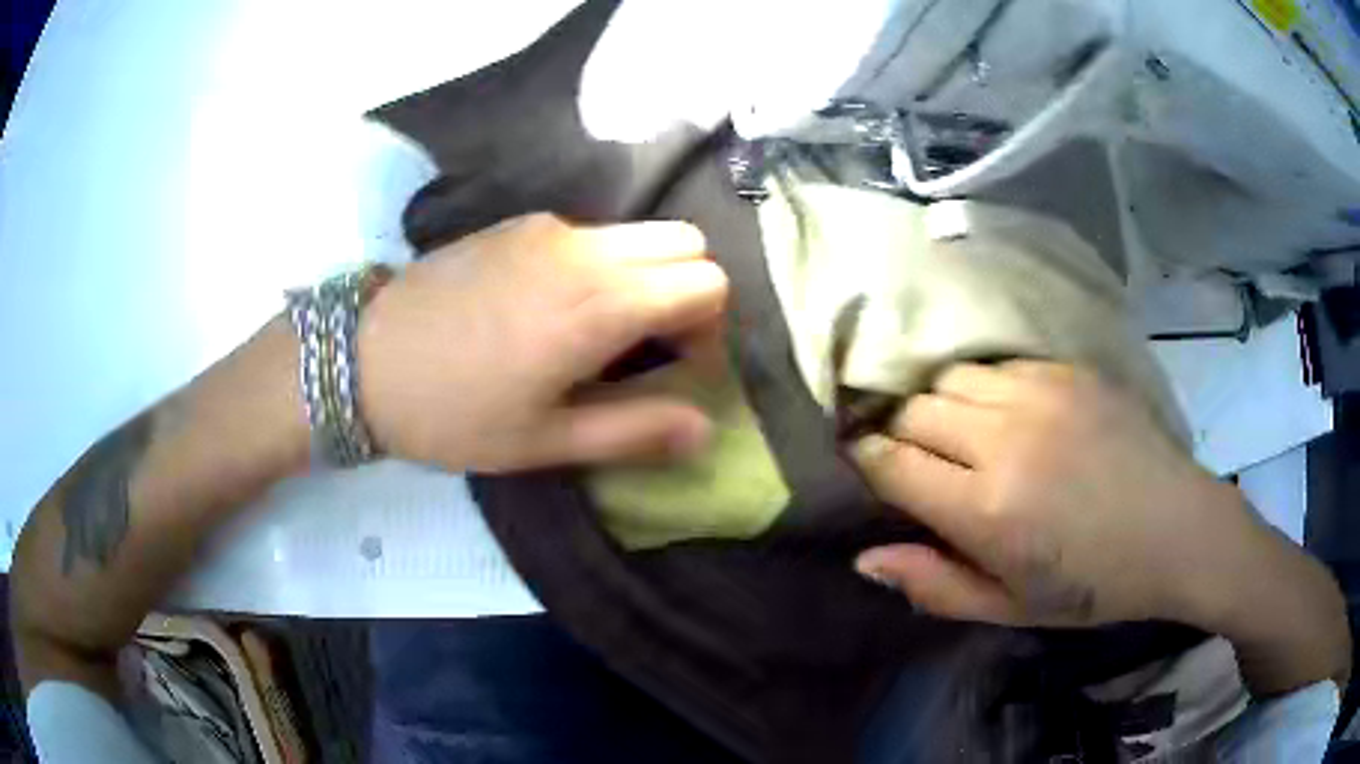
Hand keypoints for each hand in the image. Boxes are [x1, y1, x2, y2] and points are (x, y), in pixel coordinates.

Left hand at [357, 214, 728, 472]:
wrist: (363, 359)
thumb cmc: (453, 413)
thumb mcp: (543, 441)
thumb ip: (633, 431)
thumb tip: (704, 430)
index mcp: (599, 304)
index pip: (707, 282)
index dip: (709, 329)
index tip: (678, 369)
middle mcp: (584, 249)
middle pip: (686, 243)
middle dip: (689, 292)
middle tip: (651, 346)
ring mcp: (548, 228)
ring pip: (638, 233)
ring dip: (646, 276)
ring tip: (600, 331)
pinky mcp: (518, 224)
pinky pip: (591, 233)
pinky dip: (603, 263)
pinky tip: (552, 307)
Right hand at [850, 361, 1251, 627]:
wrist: (1177, 529)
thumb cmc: (1094, 585)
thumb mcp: (1010, 607)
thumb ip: (934, 585)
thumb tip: (865, 559)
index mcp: (985, 509)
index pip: (890, 463)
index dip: (866, 460)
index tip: (863, 464)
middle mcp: (1002, 438)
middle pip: (912, 409)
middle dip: (897, 431)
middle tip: (912, 457)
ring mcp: (1039, 393)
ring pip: (949, 377)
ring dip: (937, 403)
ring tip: (956, 432)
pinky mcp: (1067, 370)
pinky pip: (997, 365)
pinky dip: (982, 387)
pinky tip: (1002, 413)